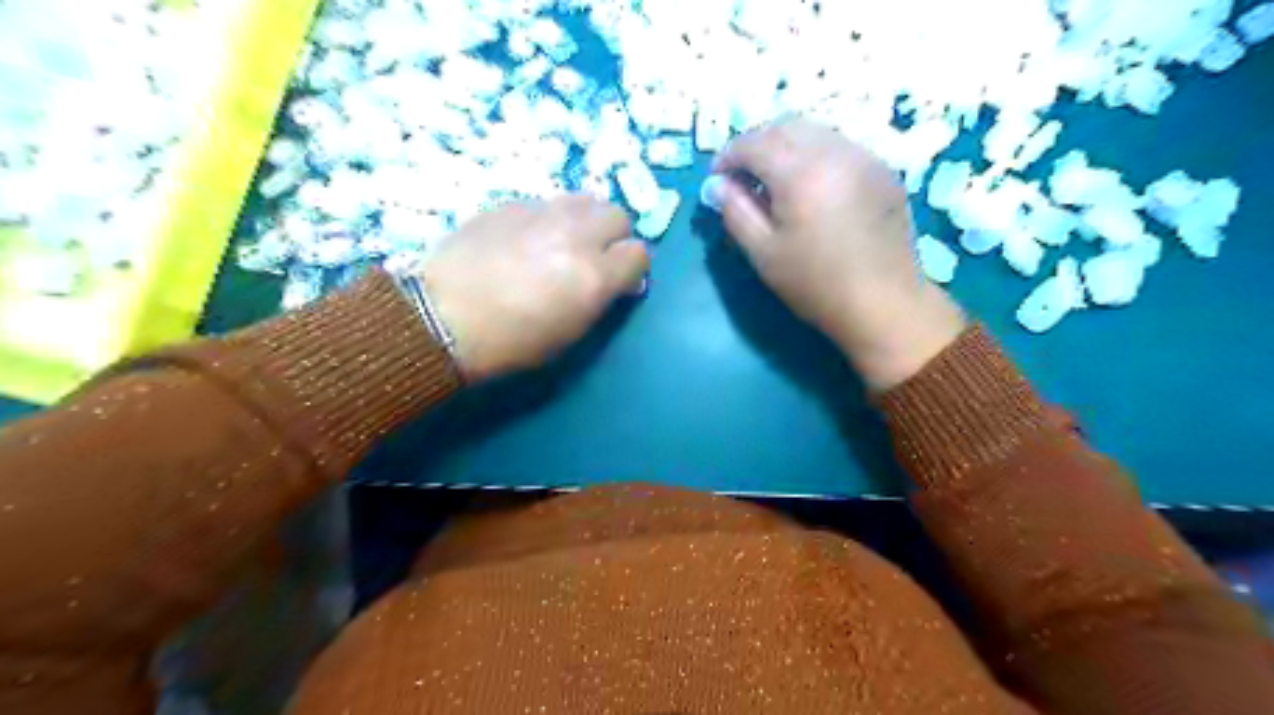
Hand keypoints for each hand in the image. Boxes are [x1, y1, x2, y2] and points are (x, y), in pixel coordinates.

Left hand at [421, 196, 651, 380]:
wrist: (443, 319)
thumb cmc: (511, 343)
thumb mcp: (570, 333)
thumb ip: (601, 300)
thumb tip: (618, 281)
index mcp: (594, 276)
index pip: (639, 253)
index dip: (632, 267)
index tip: (619, 279)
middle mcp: (575, 236)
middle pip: (617, 215)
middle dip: (613, 236)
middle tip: (594, 255)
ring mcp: (541, 214)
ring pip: (584, 199)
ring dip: (585, 219)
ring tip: (565, 240)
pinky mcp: (511, 204)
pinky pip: (546, 203)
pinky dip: (548, 218)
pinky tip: (527, 239)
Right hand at [708, 117, 965, 391]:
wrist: (884, 304)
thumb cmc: (816, 284)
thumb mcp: (763, 253)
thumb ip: (735, 211)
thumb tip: (716, 185)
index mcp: (801, 173)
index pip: (754, 142)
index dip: (728, 156)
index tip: (717, 179)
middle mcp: (835, 151)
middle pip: (785, 127)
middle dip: (756, 145)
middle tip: (743, 177)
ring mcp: (865, 157)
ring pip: (815, 132)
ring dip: (786, 146)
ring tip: (775, 181)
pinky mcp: (883, 170)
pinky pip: (840, 147)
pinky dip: (815, 155)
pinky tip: (812, 188)